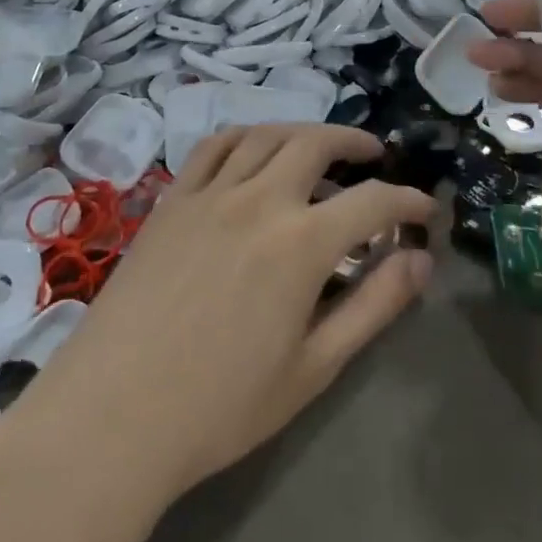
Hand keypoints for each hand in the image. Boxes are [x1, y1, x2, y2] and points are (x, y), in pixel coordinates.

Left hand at [11, 125, 435, 505]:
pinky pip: (212, 146)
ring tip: (320, 146)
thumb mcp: (314, 367)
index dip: (407, 200)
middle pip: (316, 144)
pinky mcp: (171, 199)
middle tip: (374, 155)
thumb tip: (420, 260)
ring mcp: (209, 193)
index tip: (425, 208)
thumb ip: (373, 306)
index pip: (372, 202)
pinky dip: (244, 136)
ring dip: (302, 131)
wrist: (117, 411)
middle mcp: (258, 199)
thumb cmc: (222, 404)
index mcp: (300, 243)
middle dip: (355, 142)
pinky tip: (254, 149)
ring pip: (265, 135)